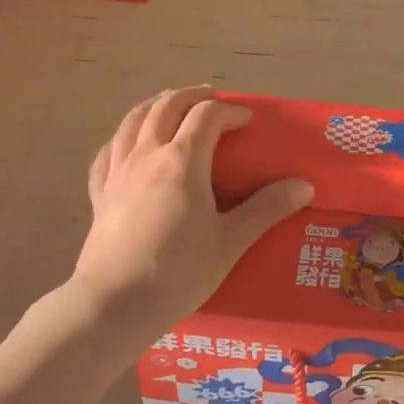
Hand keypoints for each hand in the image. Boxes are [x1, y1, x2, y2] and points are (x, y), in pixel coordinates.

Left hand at [71, 87, 312, 358]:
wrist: (112, 307)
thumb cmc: (176, 273)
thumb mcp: (230, 242)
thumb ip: (266, 209)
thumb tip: (304, 186)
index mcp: (183, 160)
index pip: (208, 115)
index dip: (230, 111)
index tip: (247, 121)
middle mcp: (148, 154)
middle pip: (167, 105)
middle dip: (192, 96)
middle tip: (212, 99)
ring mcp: (118, 171)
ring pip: (134, 119)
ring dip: (157, 105)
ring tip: (172, 107)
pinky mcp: (99, 192)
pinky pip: (109, 150)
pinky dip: (124, 136)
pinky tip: (129, 143)